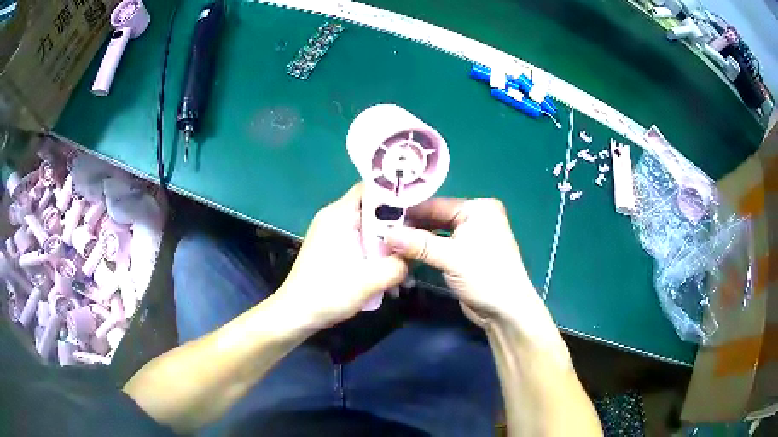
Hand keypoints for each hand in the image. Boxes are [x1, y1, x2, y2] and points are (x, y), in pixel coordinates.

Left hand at [276, 183, 407, 329]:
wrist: (296, 315)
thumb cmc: (327, 294)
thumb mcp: (369, 281)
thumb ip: (398, 265)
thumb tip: (416, 255)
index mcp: (338, 215)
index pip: (371, 188)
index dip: (396, 194)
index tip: (420, 207)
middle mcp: (334, 217)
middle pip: (372, 208)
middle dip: (397, 223)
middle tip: (419, 236)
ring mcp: (332, 233)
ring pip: (368, 227)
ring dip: (387, 241)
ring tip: (406, 258)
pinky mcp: (333, 248)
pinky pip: (360, 240)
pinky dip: (375, 250)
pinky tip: (388, 269)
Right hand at [384, 198, 546, 325]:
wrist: (505, 311)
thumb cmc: (485, 275)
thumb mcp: (451, 257)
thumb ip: (418, 244)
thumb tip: (386, 234)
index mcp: (478, 209)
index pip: (436, 204)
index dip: (409, 212)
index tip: (382, 217)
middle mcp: (475, 218)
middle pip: (436, 218)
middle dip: (411, 227)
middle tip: (381, 232)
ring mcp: (471, 238)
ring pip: (436, 234)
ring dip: (416, 240)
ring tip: (388, 243)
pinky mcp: (465, 256)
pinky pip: (440, 248)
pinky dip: (424, 251)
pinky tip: (404, 253)